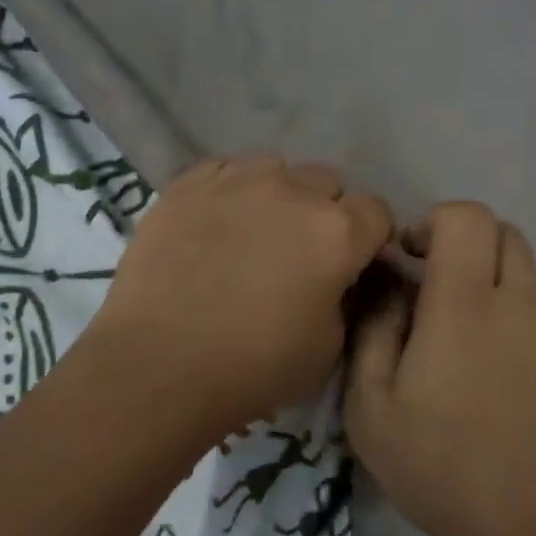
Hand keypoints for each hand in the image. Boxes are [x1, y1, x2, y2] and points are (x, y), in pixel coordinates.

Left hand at [89, 153, 392, 429]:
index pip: (376, 211)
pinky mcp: (187, 184)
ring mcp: (236, 180)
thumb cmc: (253, 368)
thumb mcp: (328, 348)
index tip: (352, 262)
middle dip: (324, 211)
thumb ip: (344, 299)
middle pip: (327, 182)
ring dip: (278, 193)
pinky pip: (224, 169)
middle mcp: (293, 191)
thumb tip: (337, 279)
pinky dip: (229, 189)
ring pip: (275, 167)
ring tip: (254, 229)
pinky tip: (214, 222)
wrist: (158, 366)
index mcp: (337, 233)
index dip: (369, 238)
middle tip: (300, 251)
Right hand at [345, 203, 535, 535]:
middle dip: (466, 244)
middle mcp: (523, 305)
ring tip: (473, 343)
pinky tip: (511, 383)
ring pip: (530, 277)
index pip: (466, 217)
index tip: (410, 256)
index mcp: (465, 307)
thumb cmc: (439, 469)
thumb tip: (384, 284)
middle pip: (505, 234)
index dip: (434, 220)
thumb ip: (373, 329)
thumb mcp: (371, 406)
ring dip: (496, 286)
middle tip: (437, 289)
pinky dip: (524, 325)